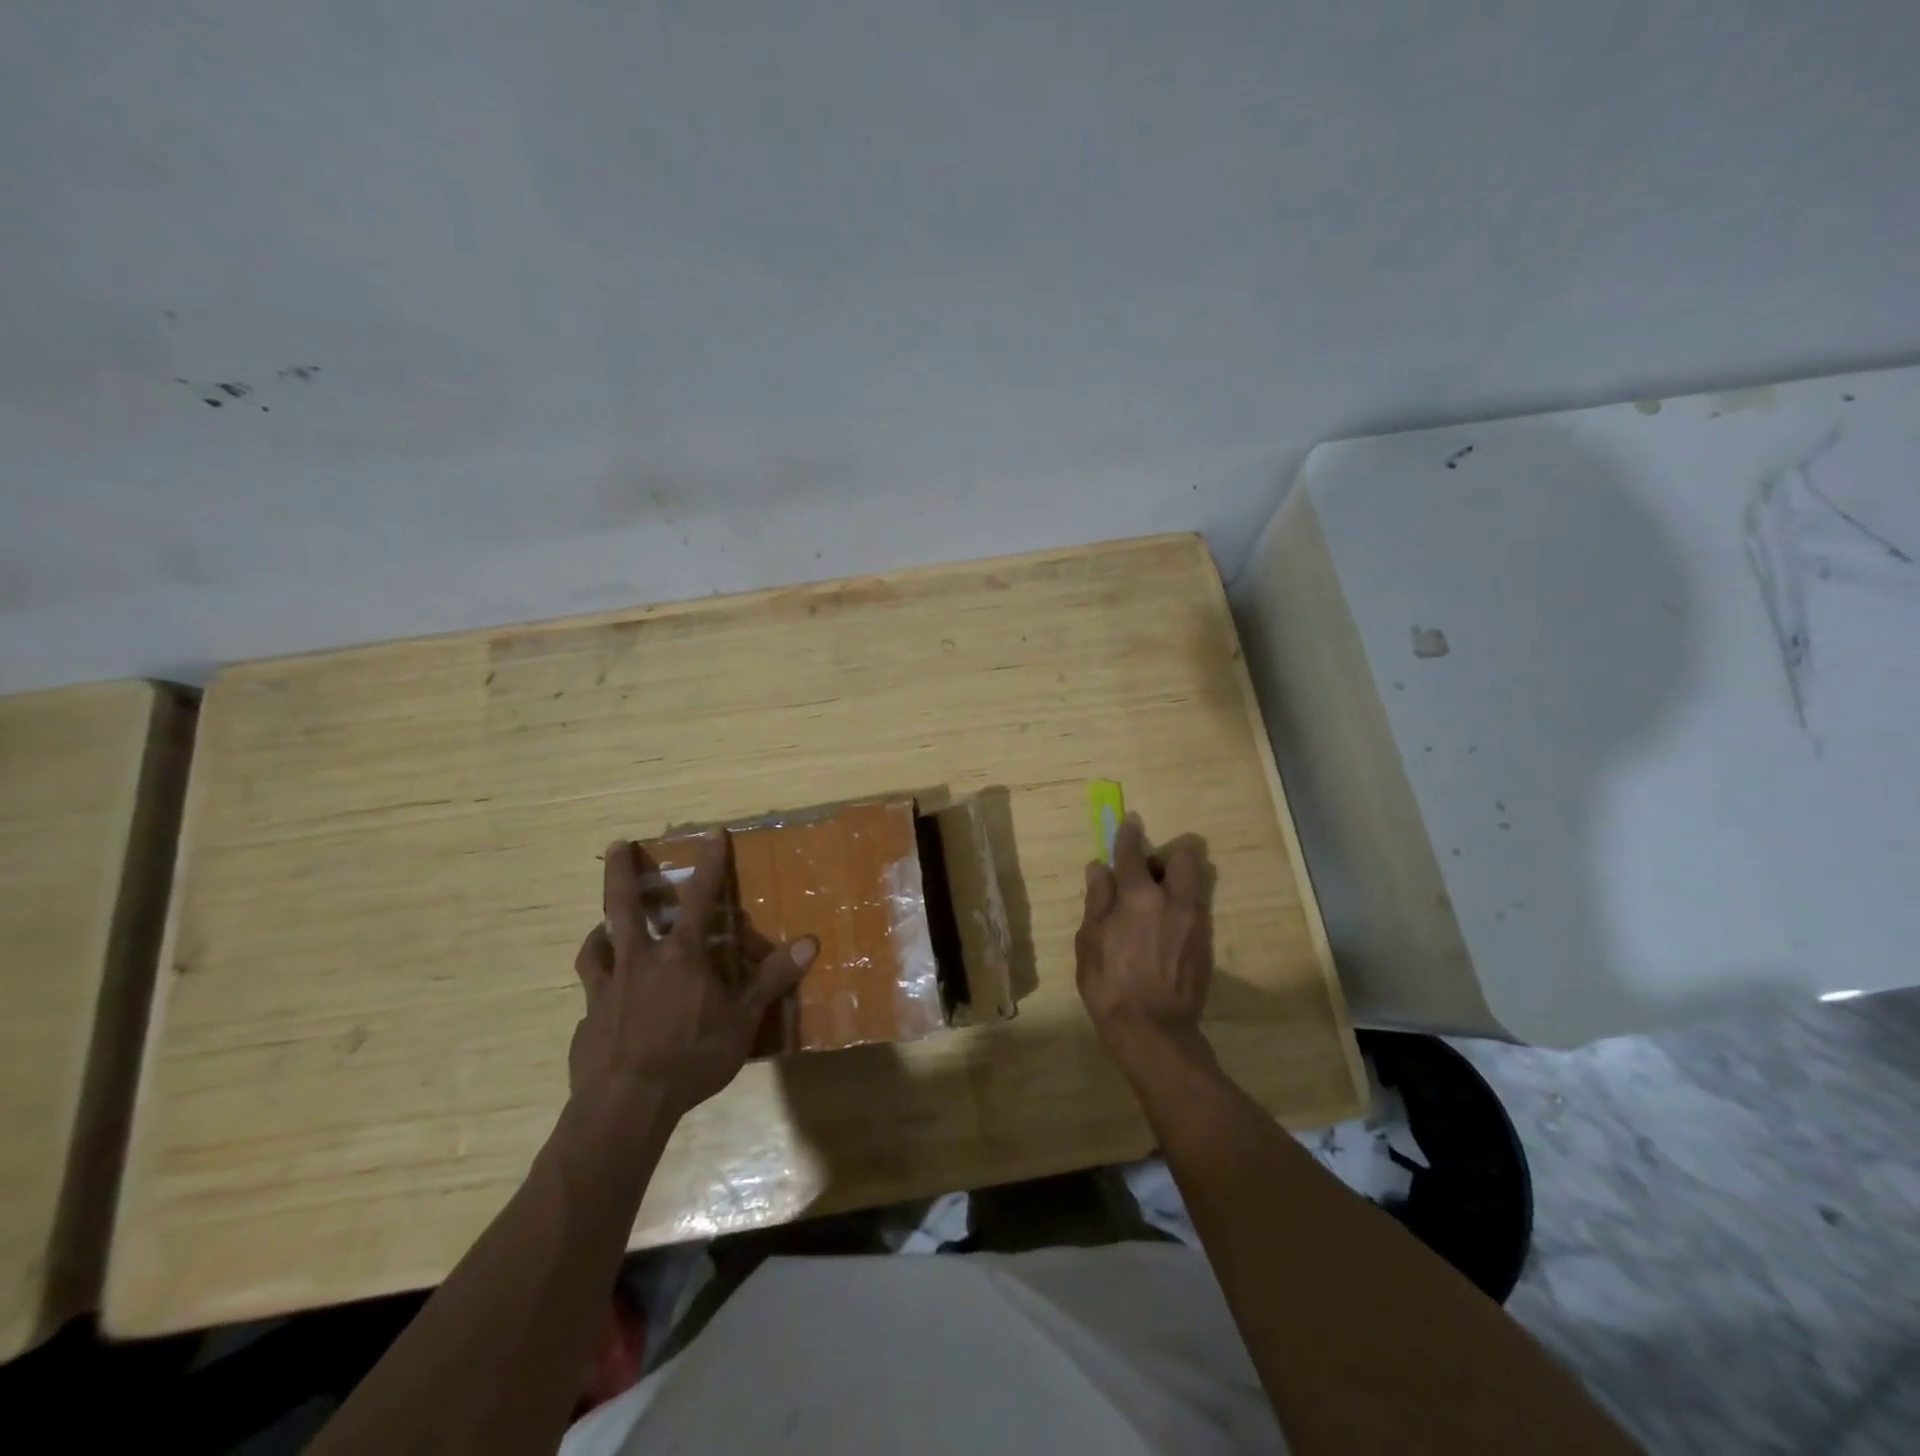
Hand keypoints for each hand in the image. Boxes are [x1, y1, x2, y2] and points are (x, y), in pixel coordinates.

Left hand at [569, 833, 815, 1124]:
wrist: (625, 1105)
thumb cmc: (691, 1058)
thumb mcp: (743, 1020)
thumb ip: (772, 979)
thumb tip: (810, 942)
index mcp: (680, 956)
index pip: (698, 898)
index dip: (708, 864)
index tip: (711, 834)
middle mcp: (640, 961)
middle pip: (624, 906)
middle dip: (620, 873)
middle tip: (617, 845)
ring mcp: (607, 990)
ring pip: (596, 946)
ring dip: (601, 930)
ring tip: (601, 926)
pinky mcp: (587, 1020)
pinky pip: (591, 993)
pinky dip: (598, 986)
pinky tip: (603, 1000)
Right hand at [1075, 814, 1214, 1057]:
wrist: (1154, 1032)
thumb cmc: (1110, 985)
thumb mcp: (1090, 941)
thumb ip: (1098, 900)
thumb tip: (1100, 868)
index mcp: (1139, 896)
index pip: (1133, 852)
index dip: (1128, 834)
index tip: (1128, 823)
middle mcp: (1173, 900)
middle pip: (1185, 855)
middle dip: (1169, 852)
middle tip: (1149, 870)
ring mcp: (1196, 921)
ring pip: (1197, 880)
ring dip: (1179, 877)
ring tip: (1158, 898)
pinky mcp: (1206, 942)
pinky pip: (1198, 907)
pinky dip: (1183, 904)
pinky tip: (1165, 926)